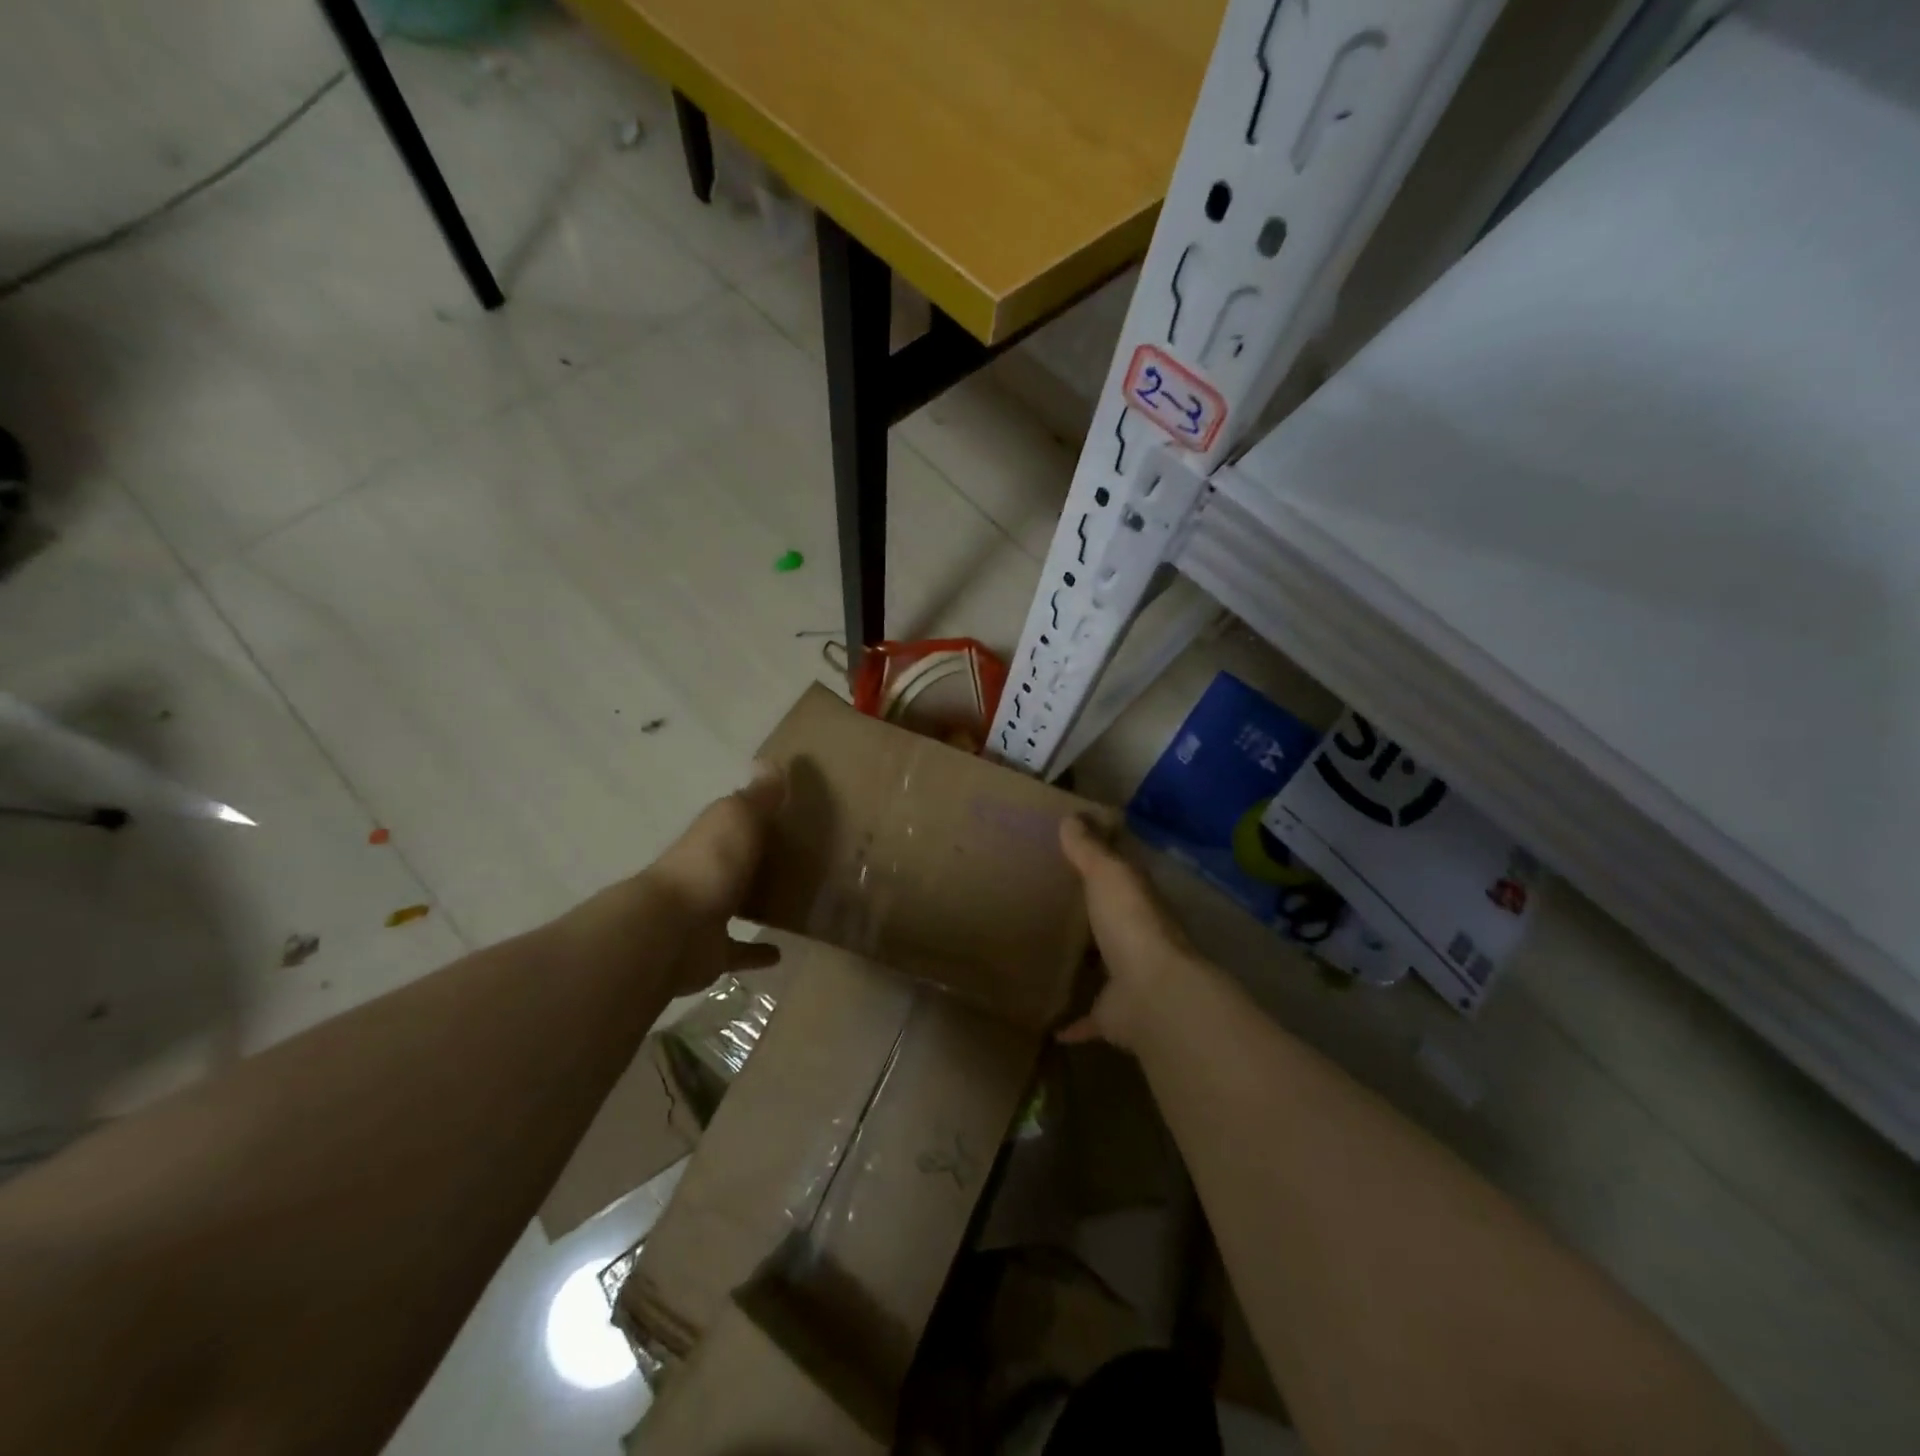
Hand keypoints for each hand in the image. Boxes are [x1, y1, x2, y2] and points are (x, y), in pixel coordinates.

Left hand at [644, 761, 786, 994]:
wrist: (672, 931)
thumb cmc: (710, 865)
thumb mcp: (737, 818)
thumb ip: (758, 796)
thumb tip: (772, 762)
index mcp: (711, 838)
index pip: (736, 821)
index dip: (759, 815)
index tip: (791, 813)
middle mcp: (706, 873)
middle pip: (737, 863)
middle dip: (759, 860)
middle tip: (803, 860)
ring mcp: (706, 915)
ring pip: (736, 905)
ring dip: (757, 903)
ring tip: (797, 901)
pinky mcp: (712, 953)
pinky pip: (739, 950)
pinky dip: (757, 952)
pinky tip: (781, 952)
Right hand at [1057, 815, 1201, 1051]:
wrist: (1152, 993)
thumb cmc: (1130, 923)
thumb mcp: (1107, 874)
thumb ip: (1088, 848)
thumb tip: (1072, 816)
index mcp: (1138, 901)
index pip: (1122, 875)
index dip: (1103, 862)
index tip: (1074, 853)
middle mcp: (1137, 938)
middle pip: (1112, 921)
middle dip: (1090, 915)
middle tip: (1049, 902)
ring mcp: (1128, 979)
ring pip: (1103, 967)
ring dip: (1084, 964)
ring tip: (1046, 955)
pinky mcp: (1114, 1016)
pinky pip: (1090, 1018)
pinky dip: (1073, 1022)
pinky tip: (1050, 1024)